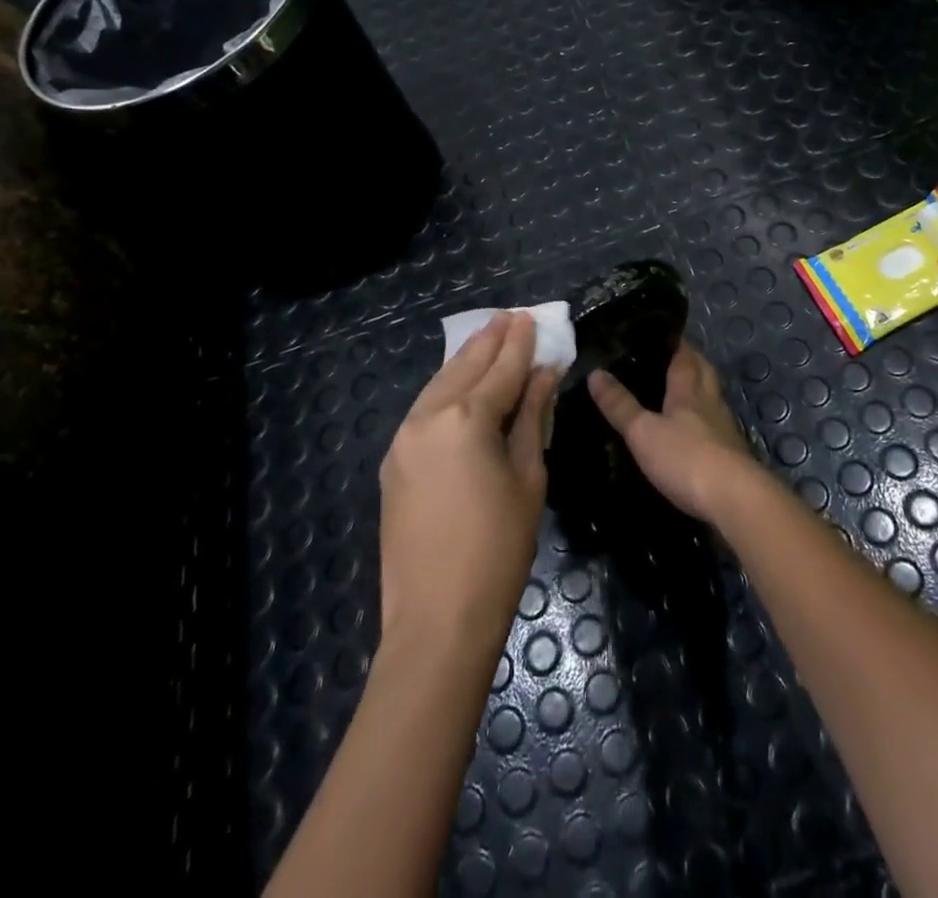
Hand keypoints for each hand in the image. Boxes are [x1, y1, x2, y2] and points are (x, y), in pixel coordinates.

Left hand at [379, 312, 555, 656]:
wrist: (436, 619)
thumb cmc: (498, 550)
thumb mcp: (528, 478)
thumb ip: (532, 418)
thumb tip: (544, 376)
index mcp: (466, 419)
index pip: (501, 369)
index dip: (521, 344)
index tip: (533, 319)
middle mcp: (428, 417)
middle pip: (465, 366)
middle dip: (490, 340)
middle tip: (511, 318)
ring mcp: (403, 439)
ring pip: (439, 383)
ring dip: (465, 360)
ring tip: (488, 338)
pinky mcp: (393, 461)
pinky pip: (424, 410)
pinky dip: (446, 389)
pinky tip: (460, 384)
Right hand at [588, 342, 760, 522]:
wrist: (734, 499)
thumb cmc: (686, 457)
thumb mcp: (643, 432)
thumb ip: (620, 405)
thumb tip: (595, 373)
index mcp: (689, 389)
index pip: (685, 355)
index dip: (675, 342)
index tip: (662, 333)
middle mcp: (710, 402)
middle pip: (703, 372)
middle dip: (690, 361)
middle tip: (670, 358)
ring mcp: (724, 428)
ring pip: (711, 398)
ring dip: (698, 391)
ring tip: (677, 392)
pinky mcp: (731, 454)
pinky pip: (715, 426)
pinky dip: (703, 422)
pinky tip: (691, 432)